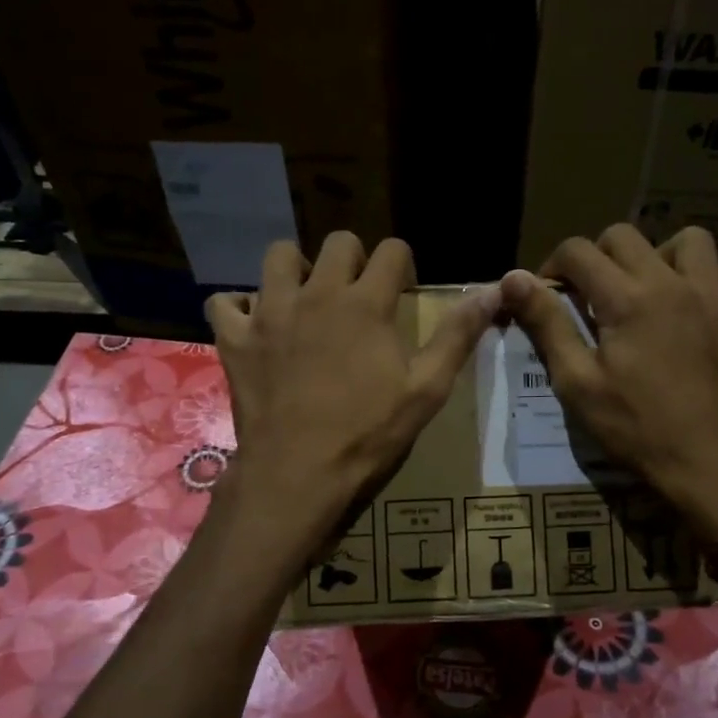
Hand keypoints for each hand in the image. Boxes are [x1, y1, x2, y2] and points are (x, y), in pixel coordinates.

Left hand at [207, 233, 498, 547]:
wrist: (298, 474)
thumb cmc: (368, 434)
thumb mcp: (426, 389)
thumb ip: (457, 335)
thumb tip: (492, 290)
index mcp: (365, 303)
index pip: (391, 250)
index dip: (403, 264)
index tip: (402, 291)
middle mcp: (316, 294)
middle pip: (337, 242)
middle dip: (353, 260)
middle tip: (358, 296)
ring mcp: (270, 313)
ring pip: (278, 256)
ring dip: (295, 270)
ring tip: (305, 300)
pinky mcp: (235, 339)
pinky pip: (224, 302)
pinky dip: (239, 308)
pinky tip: (255, 327)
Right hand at [501, 224, 717, 542]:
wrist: (707, 466)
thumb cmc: (635, 428)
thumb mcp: (577, 382)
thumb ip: (547, 324)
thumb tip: (513, 279)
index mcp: (627, 298)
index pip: (578, 251)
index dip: (554, 265)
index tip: (549, 293)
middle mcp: (673, 284)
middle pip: (626, 236)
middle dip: (598, 256)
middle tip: (591, 293)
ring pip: (692, 242)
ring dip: (662, 254)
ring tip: (649, 288)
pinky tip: (705, 302)